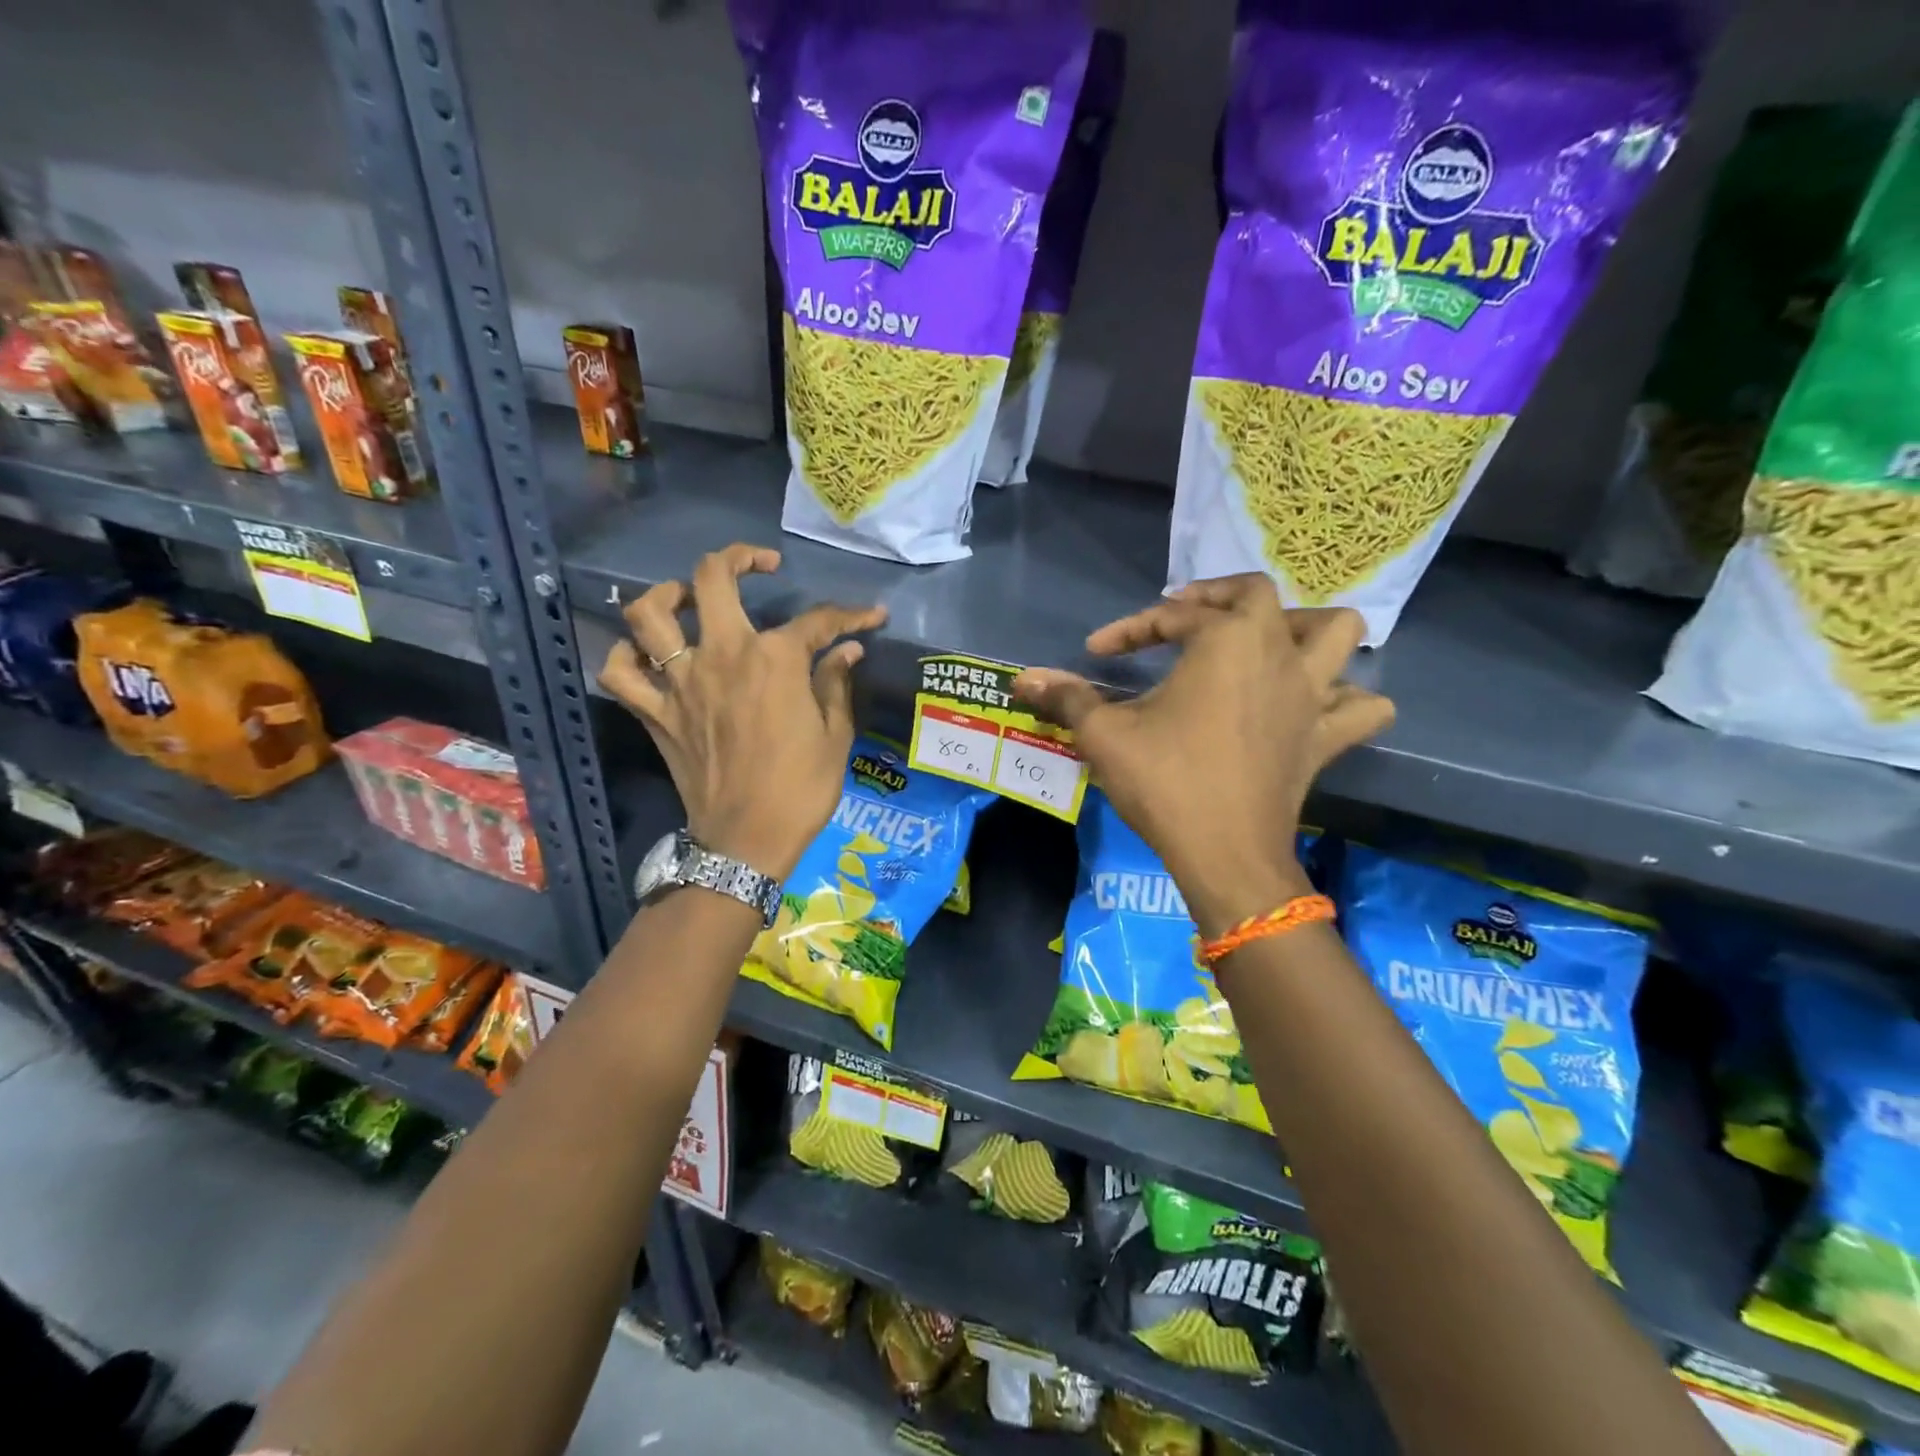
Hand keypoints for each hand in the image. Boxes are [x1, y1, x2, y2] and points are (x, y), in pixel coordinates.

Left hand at [599, 544, 886, 880]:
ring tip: (688, 598)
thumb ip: (836, 684)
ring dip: (667, 594)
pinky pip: (620, 672)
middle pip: (712, 578)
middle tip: (759, 565)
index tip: (870, 616)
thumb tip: (848, 651)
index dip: (849, 615)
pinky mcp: (654, 712)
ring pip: (649, 614)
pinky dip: (627, 657)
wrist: (747, 841)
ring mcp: (680, 682)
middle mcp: (722, 655)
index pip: (817, 621)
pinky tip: (648, 656)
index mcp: (775, 660)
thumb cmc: (801, 789)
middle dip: (739, 558)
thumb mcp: (835, 736)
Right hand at [1014, 576, 1393, 935]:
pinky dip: (1346, 698)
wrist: (1225, 855)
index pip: (1172, 616)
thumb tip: (1022, 680)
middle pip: (1260, 595)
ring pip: (1337, 634)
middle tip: (1184, 620)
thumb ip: (1067, 698)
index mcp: (1226, 641)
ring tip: (1265, 644)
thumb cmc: (1166, 783)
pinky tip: (1313, 706)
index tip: (1097, 653)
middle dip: (1217, 598)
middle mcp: (1277, 654)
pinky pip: (1360, 707)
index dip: (1130, 628)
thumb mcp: (1105, 735)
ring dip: (1303, 628)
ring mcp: (1312, 695)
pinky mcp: (1326, 738)